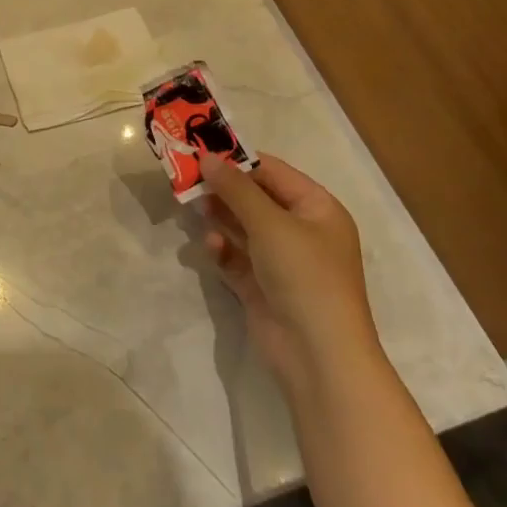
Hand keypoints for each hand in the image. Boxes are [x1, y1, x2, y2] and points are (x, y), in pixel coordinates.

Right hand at [200, 152, 379, 393]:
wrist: (319, 356)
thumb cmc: (304, 276)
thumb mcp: (269, 223)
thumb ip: (235, 188)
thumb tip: (206, 157)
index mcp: (317, 209)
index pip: (272, 172)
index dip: (237, 160)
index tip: (200, 150)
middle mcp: (302, 231)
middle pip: (255, 198)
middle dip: (223, 190)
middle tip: (187, 179)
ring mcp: (282, 261)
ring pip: (242, 226)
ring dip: (219, 217)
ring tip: (193, 208)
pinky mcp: (262, 286)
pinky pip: (236, 256)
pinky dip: (223, 249)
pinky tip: (211, 247)